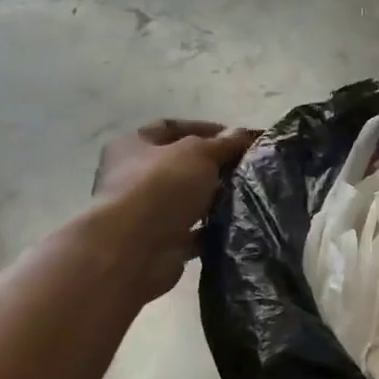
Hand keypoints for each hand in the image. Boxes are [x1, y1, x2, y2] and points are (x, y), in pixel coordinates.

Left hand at [92, 120, 257, 301]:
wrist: (133, 250)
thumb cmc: (160, 187)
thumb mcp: (198, 153)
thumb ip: (223, 143)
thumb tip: (243, 133)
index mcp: (132, 146)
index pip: (170, 128)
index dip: (204, 129)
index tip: (238, 138)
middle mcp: (134, 177)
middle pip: (180, 164)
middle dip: (213, 165)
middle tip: (246, 167)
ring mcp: (146, 211)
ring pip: (188, 199)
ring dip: (214, 198)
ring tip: (247, 194)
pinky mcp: (160, 241)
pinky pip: (193, 231)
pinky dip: (212, 229)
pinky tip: (237, 223)